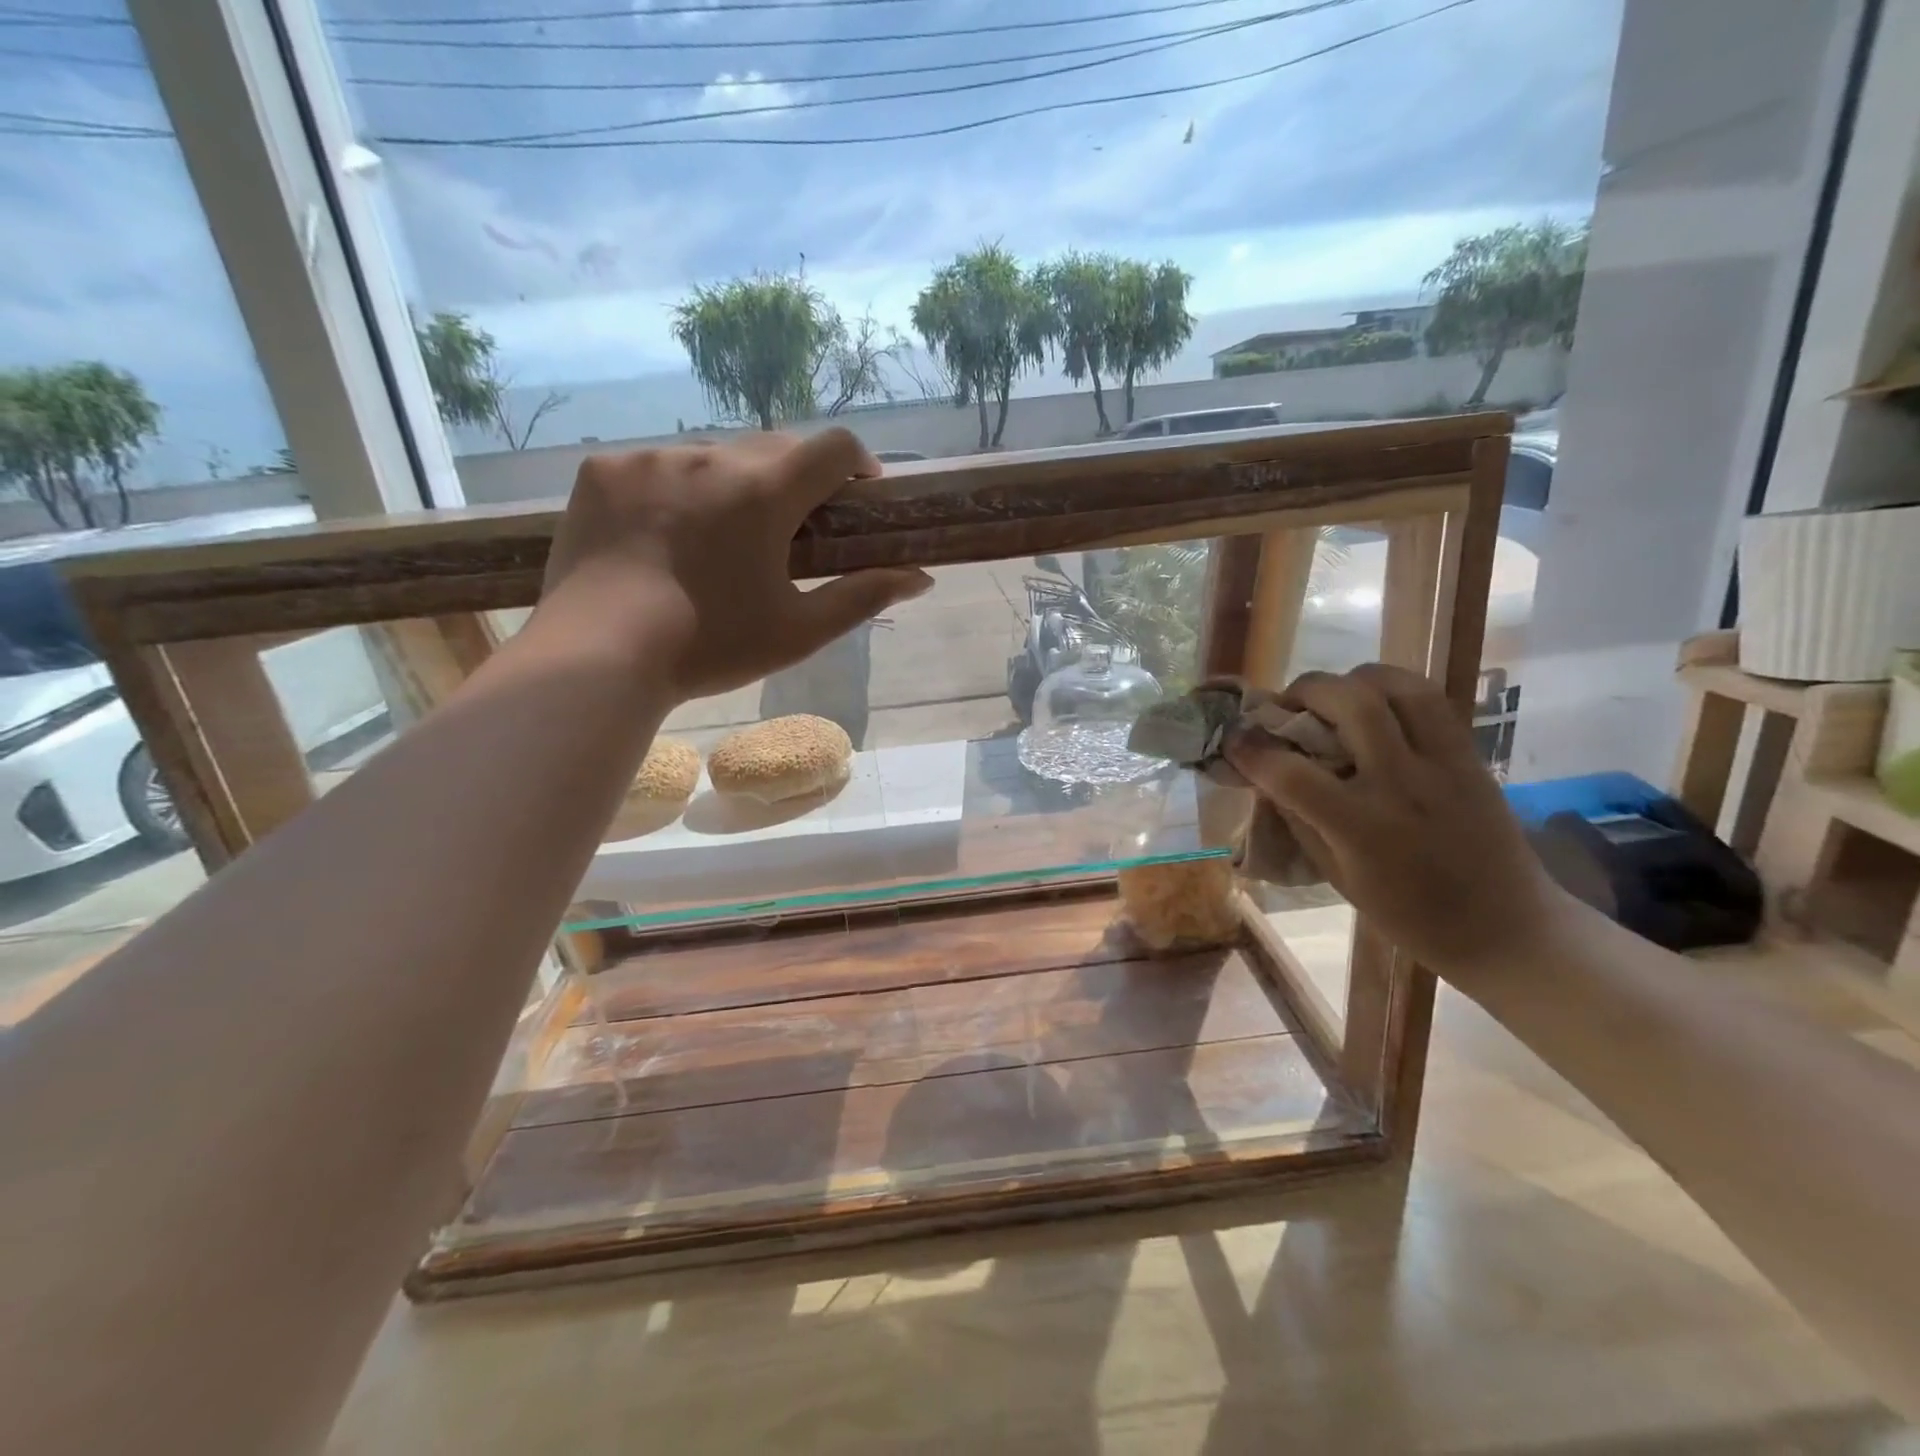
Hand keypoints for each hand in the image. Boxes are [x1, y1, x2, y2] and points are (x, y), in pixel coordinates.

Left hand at [539, 429, 932, 700]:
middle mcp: (710, 457)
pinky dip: (675, 490)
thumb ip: (863, 596)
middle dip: (796, 478)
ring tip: (720, 537)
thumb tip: (920, 577)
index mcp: (764, 492)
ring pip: (713, 455)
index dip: (858, 463)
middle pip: (774, 446)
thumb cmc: (710, 647)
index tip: (860, 494)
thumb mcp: (799, 631)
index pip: (833, 446)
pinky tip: (664, 534)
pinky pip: (656, 465)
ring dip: (733, 484)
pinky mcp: (603, 470)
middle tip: (792, 528)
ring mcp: (650, 458)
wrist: (598, 657)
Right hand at [1222, 663, 1564, 975]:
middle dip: (1305, 690)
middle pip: (1350, 703)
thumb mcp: (1337, 876)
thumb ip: (1300, 819)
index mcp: (1363, 829)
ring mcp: (1443, 765)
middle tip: (1287, 704)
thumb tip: (1267, 775)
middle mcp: (1402, 785)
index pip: (1292, 773)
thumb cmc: (1409, 915)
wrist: (1506, 928)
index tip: (1233, 739)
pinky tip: (1374, 705)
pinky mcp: (1470, 757)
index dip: (1251, 750)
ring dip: (1352, 679)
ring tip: (1334, 696)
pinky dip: (1392, 689)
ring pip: (1397, 686)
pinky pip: (1430, 700)